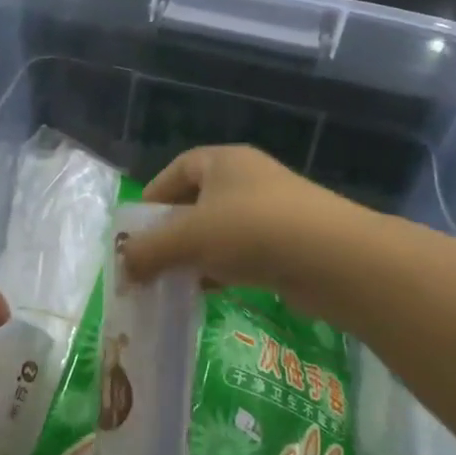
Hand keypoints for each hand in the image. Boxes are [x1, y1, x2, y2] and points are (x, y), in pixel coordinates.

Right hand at [119, 146, 377, 323]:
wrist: (333, 258)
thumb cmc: (251, 230)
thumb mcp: (189, 237)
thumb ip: (149, 250)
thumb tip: (122, 267)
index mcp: (224, 161)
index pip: (178, 169)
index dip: (153, 196)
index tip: (136, 228)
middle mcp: (248, 179)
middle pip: (198, 202)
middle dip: (171, 232)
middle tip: (150, 261)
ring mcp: (272, 211)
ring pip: (220, 231)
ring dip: (195, 255)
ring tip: (173, 282)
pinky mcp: (288, 243)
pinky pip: (243, 253)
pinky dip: (222, 270)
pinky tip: (208, 292)